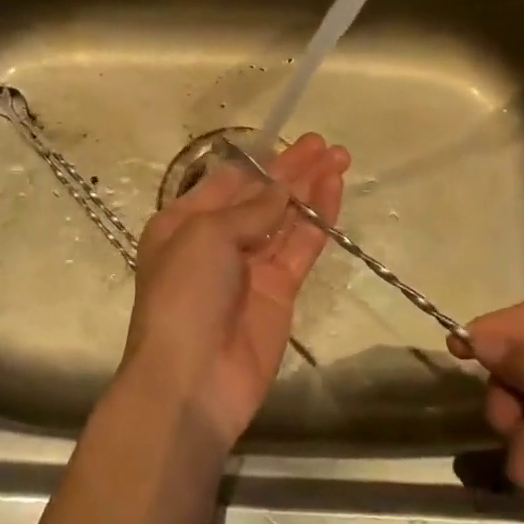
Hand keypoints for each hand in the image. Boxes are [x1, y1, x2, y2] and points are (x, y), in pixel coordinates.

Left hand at [121, 134, 349, 448]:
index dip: (261, 162)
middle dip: (291, 170)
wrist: (191, 380)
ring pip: (285, 218)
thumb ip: (251, 209)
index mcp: (183, 222)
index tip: (291, 143)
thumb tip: (282, 189)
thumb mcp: (206, 235)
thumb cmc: (184, 294)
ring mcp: (250, 267)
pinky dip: (317, 220)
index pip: (227, 183)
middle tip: (325, 145)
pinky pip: (300, 247)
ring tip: (339, 158)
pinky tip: (333, 191)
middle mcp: (215, 241)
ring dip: (309, 189)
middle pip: (260, 197)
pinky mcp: (279, 292)